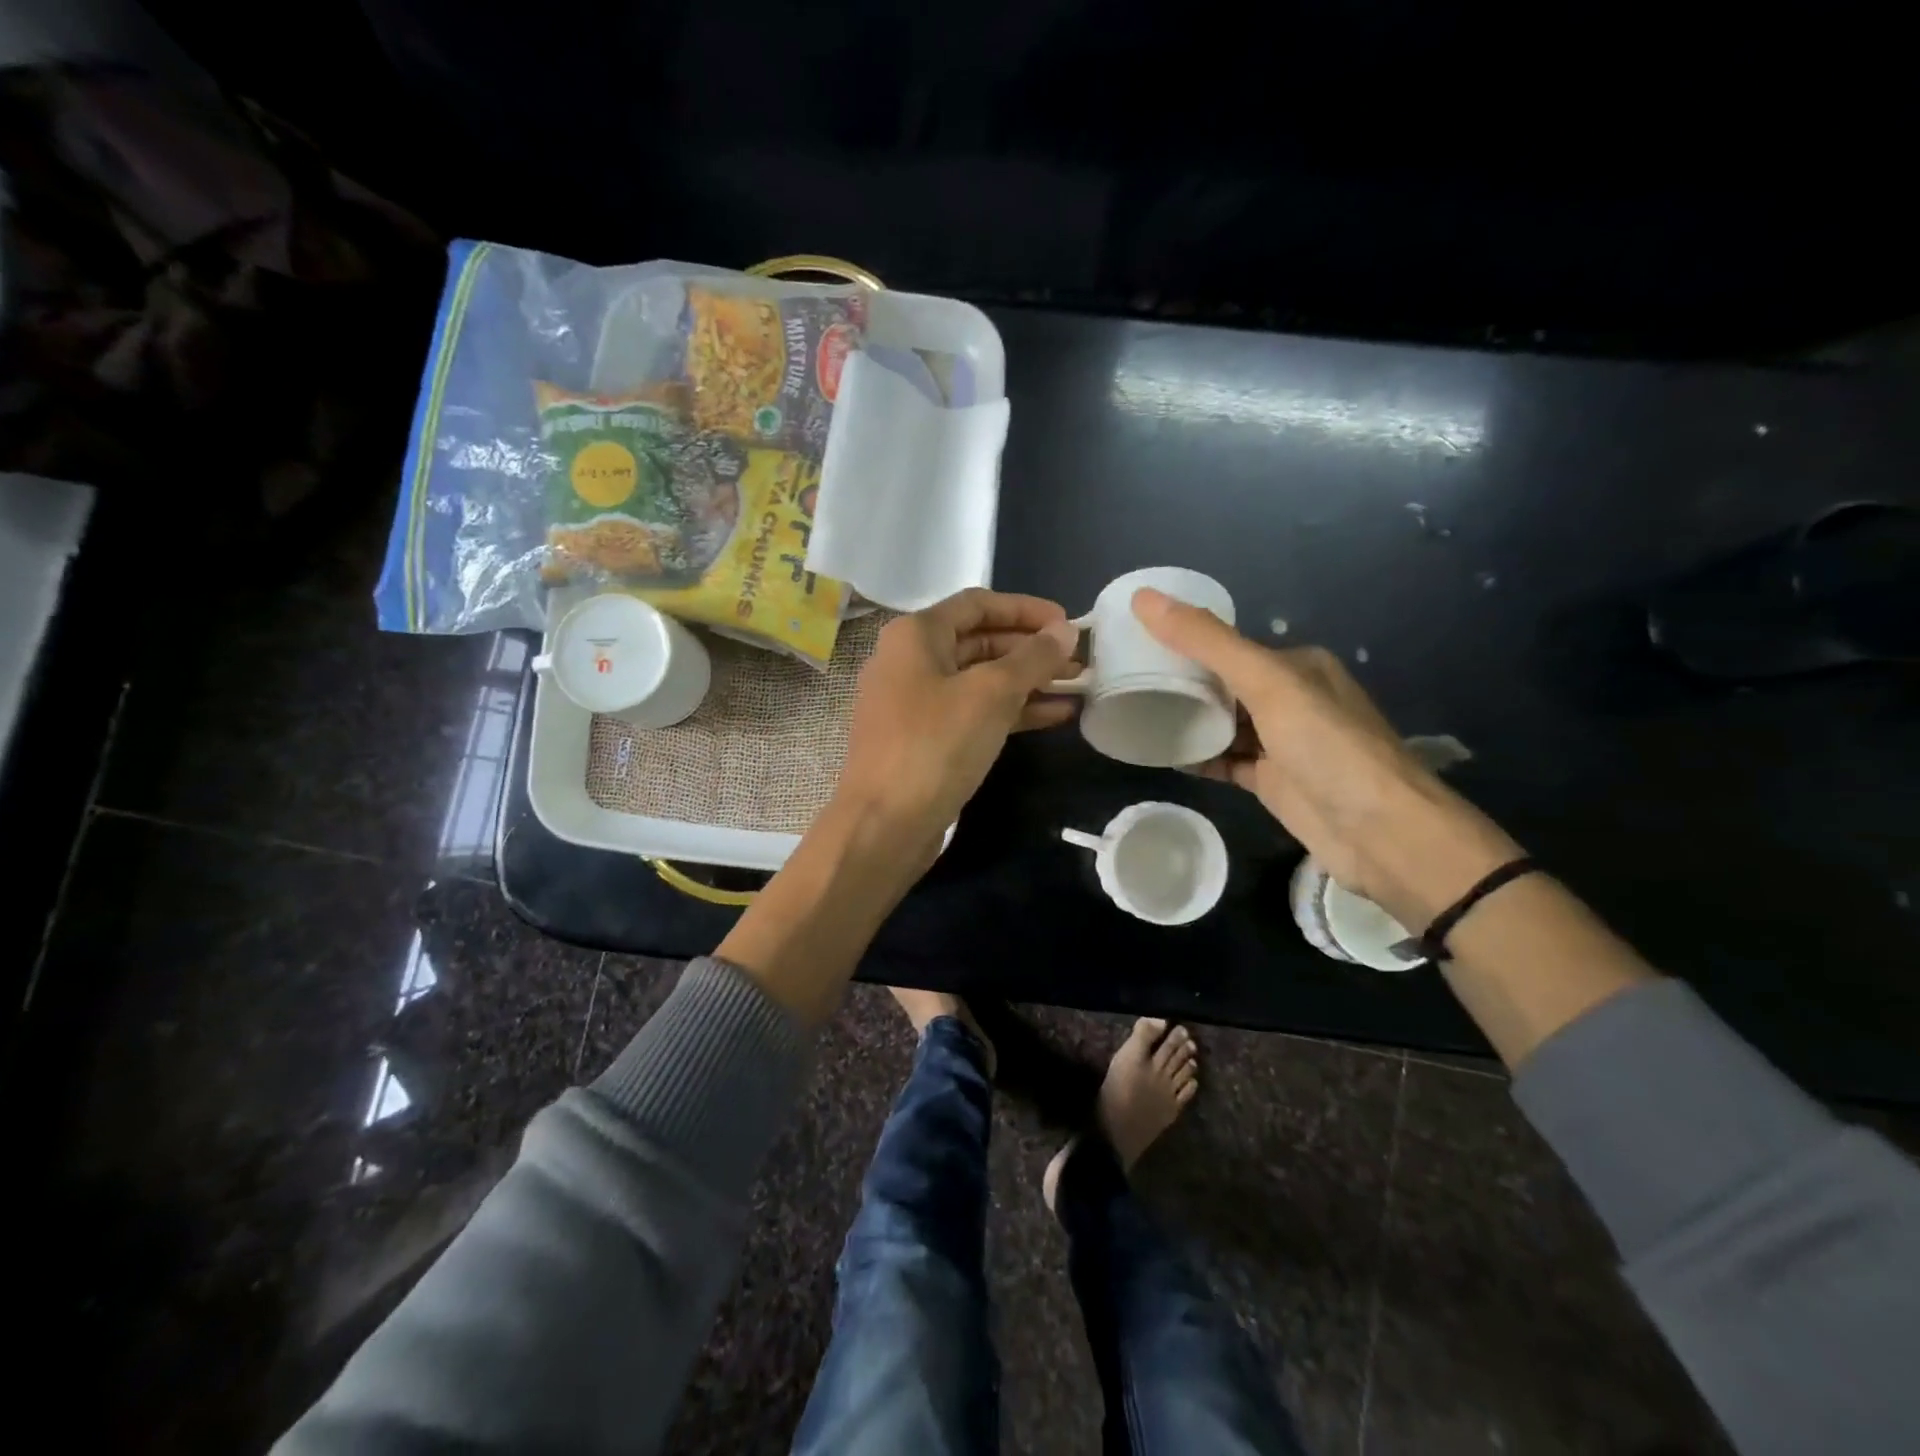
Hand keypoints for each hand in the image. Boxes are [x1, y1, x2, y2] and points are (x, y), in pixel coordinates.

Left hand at [835, 588, 1078, 861]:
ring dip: (1028, 681)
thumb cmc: (935, 746)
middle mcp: (910, 661)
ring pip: (980, 680)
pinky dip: (1012, 711)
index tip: (1068, 623)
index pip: (978, 603)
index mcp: (915, 635)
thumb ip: (1032, 658)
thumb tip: (1064, 632)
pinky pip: (974, 712)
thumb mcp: (991, 694)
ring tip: (1077, 686)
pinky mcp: (925, 740)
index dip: (1026, 609)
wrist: (884, 825)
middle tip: (1079, 660)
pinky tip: (1055, 716)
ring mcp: (915, 703)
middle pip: (980, 641)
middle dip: (1031, 649)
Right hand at [1133, 588, 1522, 924]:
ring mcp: (1281, 742)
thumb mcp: (1267, 682)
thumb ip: (1206, 642)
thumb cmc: (1327, 746)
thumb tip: (1143, 598)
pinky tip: (1164, 756)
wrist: (1380, 832)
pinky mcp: (1272, 780)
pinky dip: (1198, 758)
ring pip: (1223, 723)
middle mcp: (1290, 698)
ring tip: (1135, 713)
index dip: (1184, 641)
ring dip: (1187, 720)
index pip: (1228, 645)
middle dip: (1181, 682)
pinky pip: (1225, 760)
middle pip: (1223, 683)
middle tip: (1125, 681)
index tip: (1134, 644)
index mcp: (1296, 665)